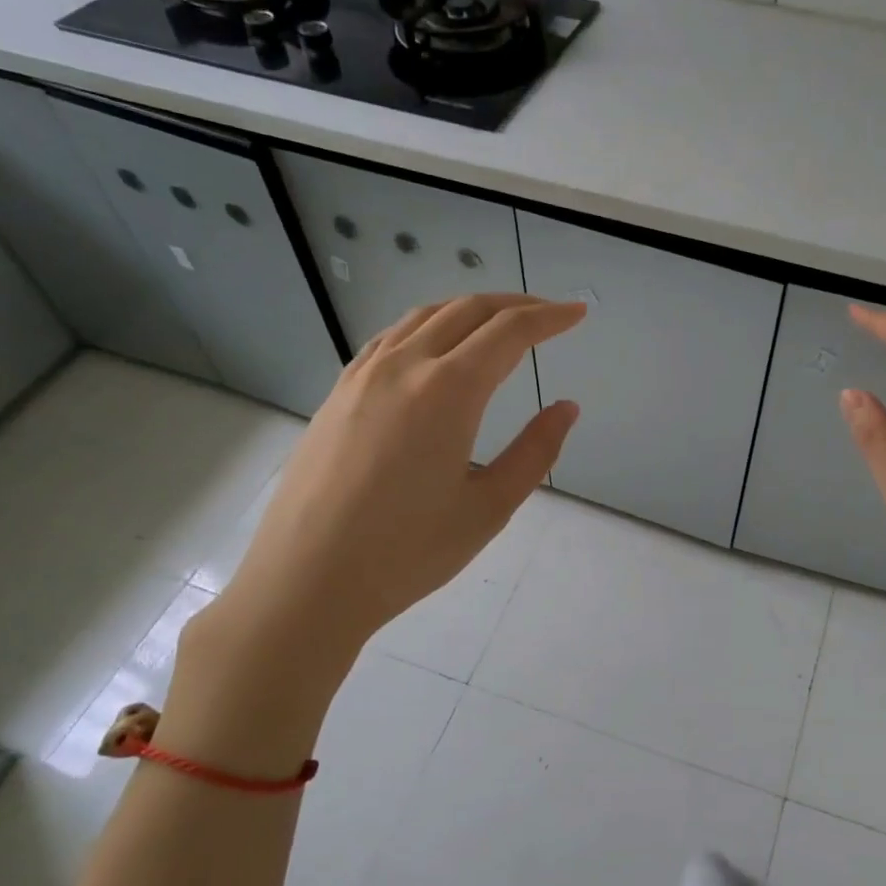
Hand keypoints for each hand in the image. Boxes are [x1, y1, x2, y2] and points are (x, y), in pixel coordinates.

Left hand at [188, 293, 584, 713]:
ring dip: (470, 310)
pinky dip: (429, 326)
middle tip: (550, 315)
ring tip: (500, 324)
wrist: (307, 580)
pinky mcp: (338, 393)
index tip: (578, 313)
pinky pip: (391, 338)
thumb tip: (566, 408)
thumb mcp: (489, 508)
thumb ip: (535, 451)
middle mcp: (404, 366)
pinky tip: (436, 348)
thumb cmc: (407, 552)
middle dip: (516, 305)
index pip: (509, 332)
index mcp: (447, 391)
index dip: (549, 318)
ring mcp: (363, 375)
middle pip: (467, 310)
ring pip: (425, 316)